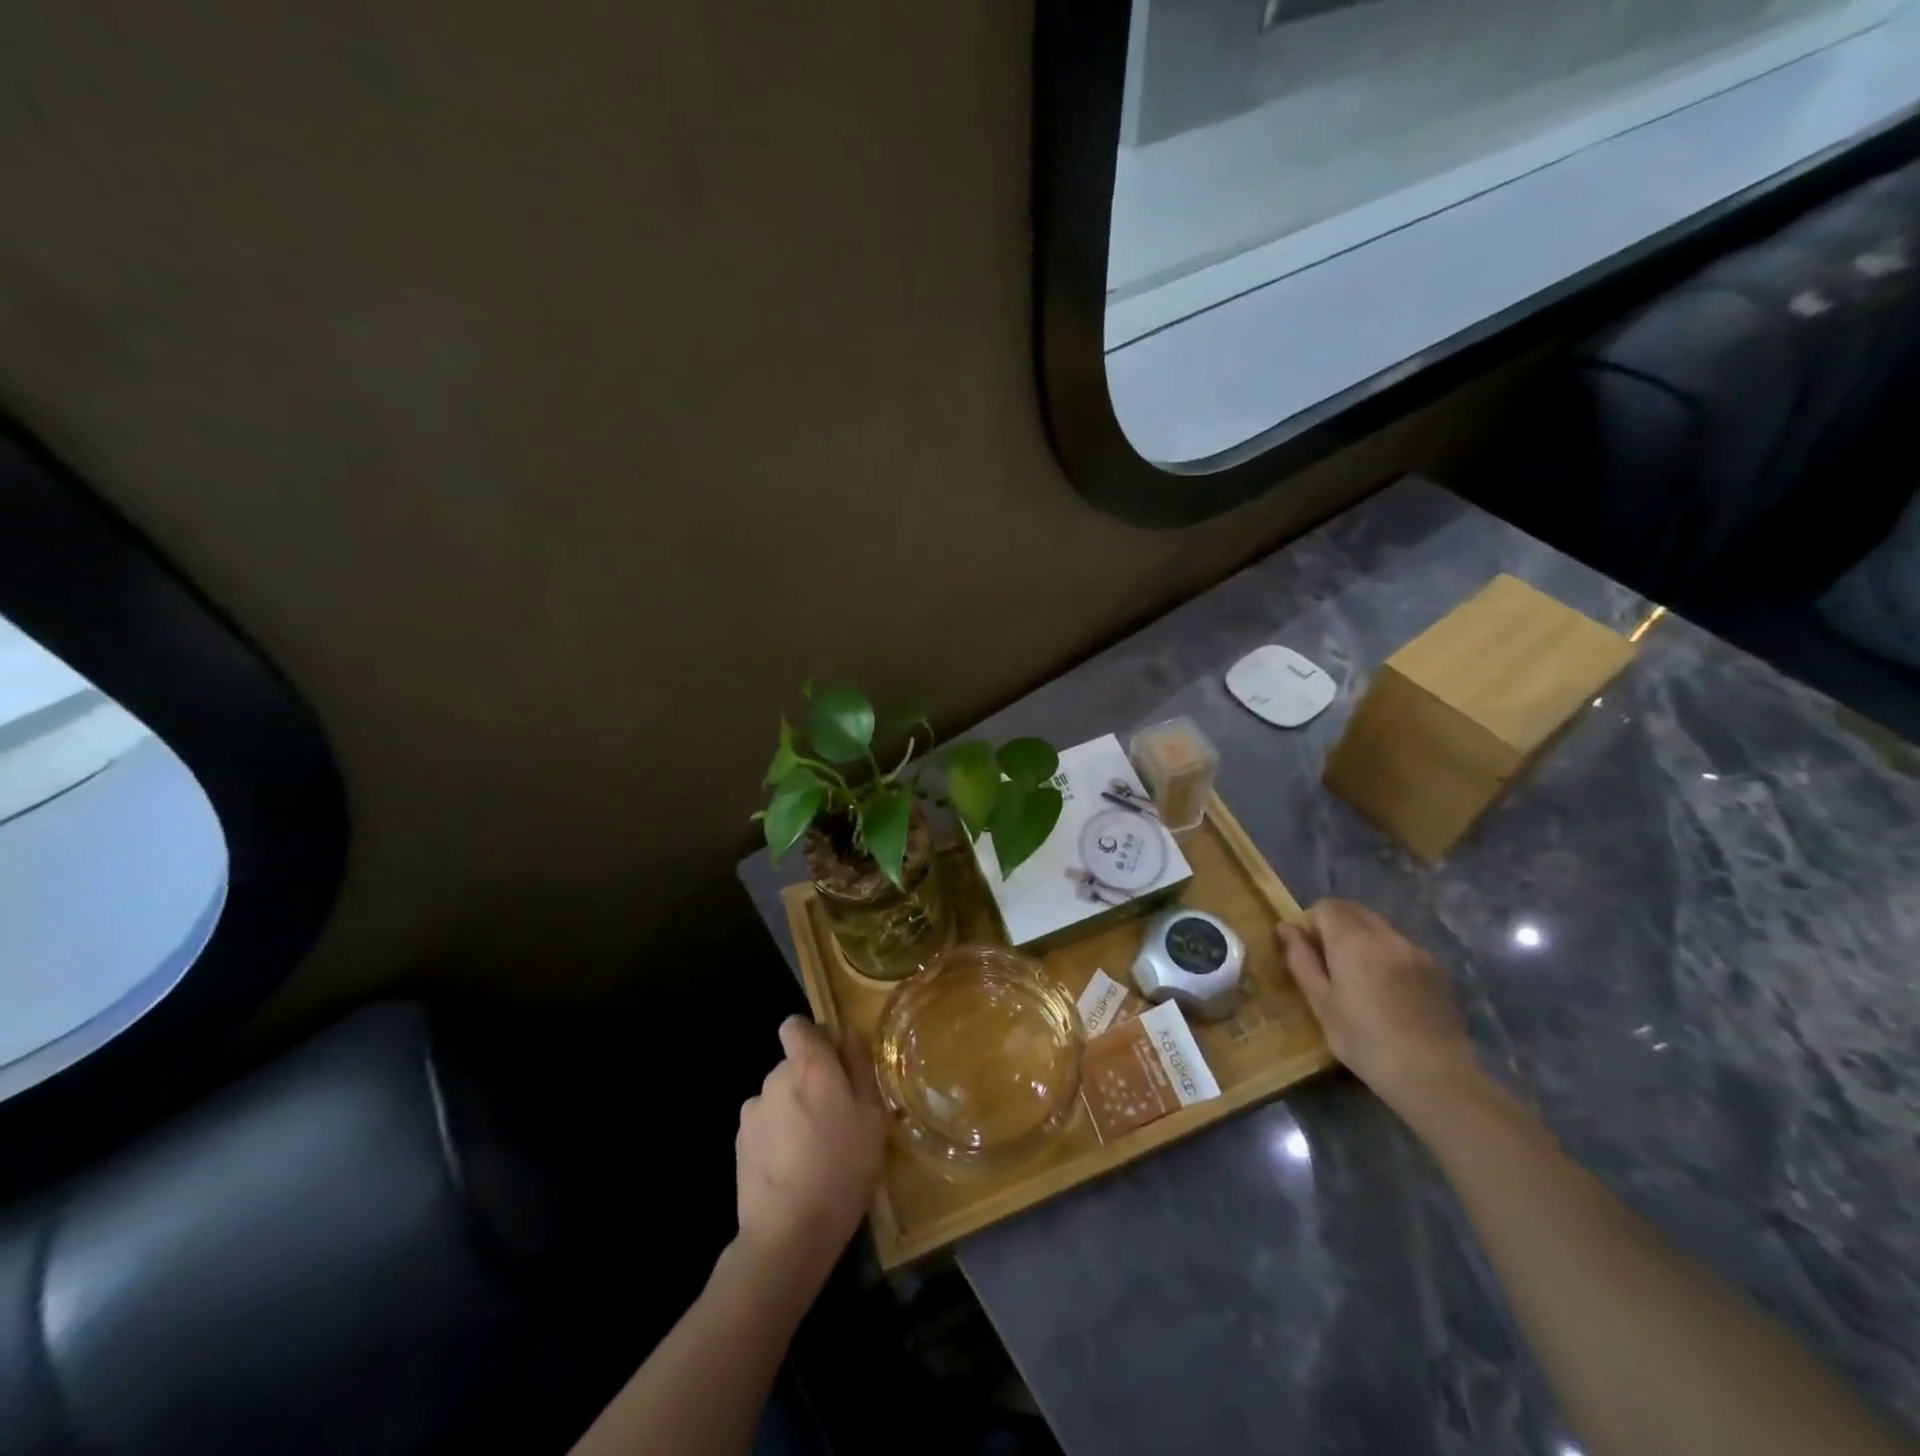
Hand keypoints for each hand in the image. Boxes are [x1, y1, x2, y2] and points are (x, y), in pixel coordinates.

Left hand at [734, 1017, 885, 1282]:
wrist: (789, 1233)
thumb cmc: (843, 1168)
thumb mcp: (872, 1117)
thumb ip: (860, 1068)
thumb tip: (847, 1036)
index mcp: (810, 1065)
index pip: (796, 1026)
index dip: (813, 1037)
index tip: (833, 1062)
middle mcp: (776, 1077)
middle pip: (792, 1064)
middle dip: (810, 1080)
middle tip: (835, 1116)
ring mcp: (753, 1110)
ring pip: (778, 1095)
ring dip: (792, 1108)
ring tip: (813, 1148)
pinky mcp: (740, 1142)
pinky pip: (765, 1124)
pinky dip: (776, 1134)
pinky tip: (792, 1166)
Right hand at [1279, 899, 1483, 1115]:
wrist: (1434, 1076)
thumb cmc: (1365, 1042)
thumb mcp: (1321, 1004)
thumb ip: (1301, 960)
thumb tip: (1287, 928)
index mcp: (1353, 941)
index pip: (1327, 906)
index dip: (1312, 923)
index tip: (1310, 952)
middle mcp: (1387, 936)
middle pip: (1354, 910)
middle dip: (1337, 925)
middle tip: (1332, 963)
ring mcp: (1417, 950)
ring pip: (1380, 928)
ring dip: (1364, 940)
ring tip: (1364, 981)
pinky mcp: (1438, 969)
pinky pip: (1403, 947)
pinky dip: (1389, 956)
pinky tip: (1392, 993)